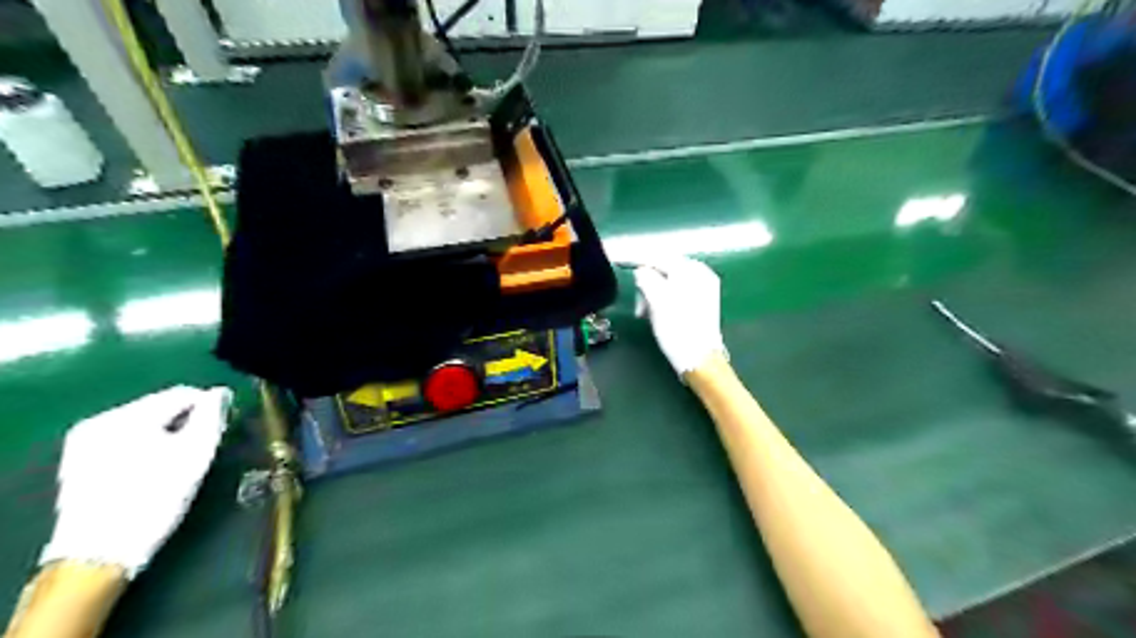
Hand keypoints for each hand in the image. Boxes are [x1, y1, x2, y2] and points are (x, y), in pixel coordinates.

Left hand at [41, 384, 231, 577]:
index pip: (182, 394)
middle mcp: (99, 421)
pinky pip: (124, 440)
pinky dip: (144, 448)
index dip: (209, 408)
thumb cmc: (155, 499)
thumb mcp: (196, 455)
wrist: (99, 554)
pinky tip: (151, 471)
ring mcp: (83, 442)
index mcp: (127, 416)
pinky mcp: (78, 462)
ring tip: (177, 462)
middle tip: (200, 449)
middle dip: (184, 422)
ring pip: (142, 424)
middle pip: (160, 407)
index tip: (221, 430)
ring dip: (165, 435)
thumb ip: (212, 417)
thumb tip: (220, 394)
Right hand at [613, 254, 727, 378]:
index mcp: (691, 269)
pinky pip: (675, 290)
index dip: (635, 257)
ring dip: (652, 293)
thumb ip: (646, 278)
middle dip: (646, 282)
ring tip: (646, 313)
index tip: (616, 259)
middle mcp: (700, 273)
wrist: (699, 358)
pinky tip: (658, 313)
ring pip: (667, 280)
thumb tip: (641, 271)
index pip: (657, 256)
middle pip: (663, 267)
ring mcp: (703, 287)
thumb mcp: (657, 300)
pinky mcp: (701, 300)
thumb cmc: (677, 328)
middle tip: (639, 306)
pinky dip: (662, 298)